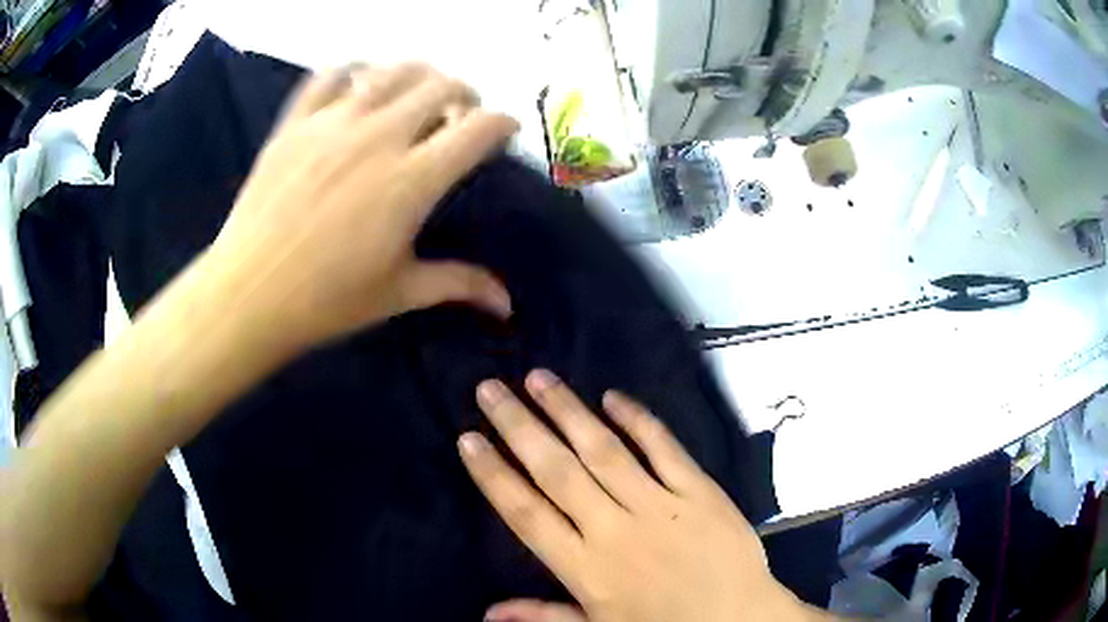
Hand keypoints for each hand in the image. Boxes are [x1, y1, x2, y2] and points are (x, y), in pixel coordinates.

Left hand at [209, 63, 516, 349]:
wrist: (249, 294)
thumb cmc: (327, 300)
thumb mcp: (399, 291)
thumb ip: (458, 284)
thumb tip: (507, 304)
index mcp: (411, 181)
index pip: (478, 129)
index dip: (503, 123)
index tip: (505, 131)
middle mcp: (378, 137)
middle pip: (441, 86)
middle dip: (465, 94)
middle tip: (461, 113)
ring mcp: (332, 123)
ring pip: (392, 71)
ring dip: (418, 75)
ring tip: (417, 93)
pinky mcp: (295, 122)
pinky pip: (329, 76)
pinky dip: (353, 72)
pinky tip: (358, 85)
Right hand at [458, 371, 824, 621]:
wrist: (738, 620)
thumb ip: (543, 615)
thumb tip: (487, 612)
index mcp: (586, 568)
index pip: (526, 513)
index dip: (493, 475)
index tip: (468, 438)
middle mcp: (615, 529)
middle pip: (556, 471)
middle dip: (518, 427)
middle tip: (490, 389)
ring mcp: (660, 506)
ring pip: (604, 450)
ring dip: (568, 412)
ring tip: (539, 378)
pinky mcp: (699, 492)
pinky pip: (665, 449)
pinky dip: (639, 420)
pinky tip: (614, 397)